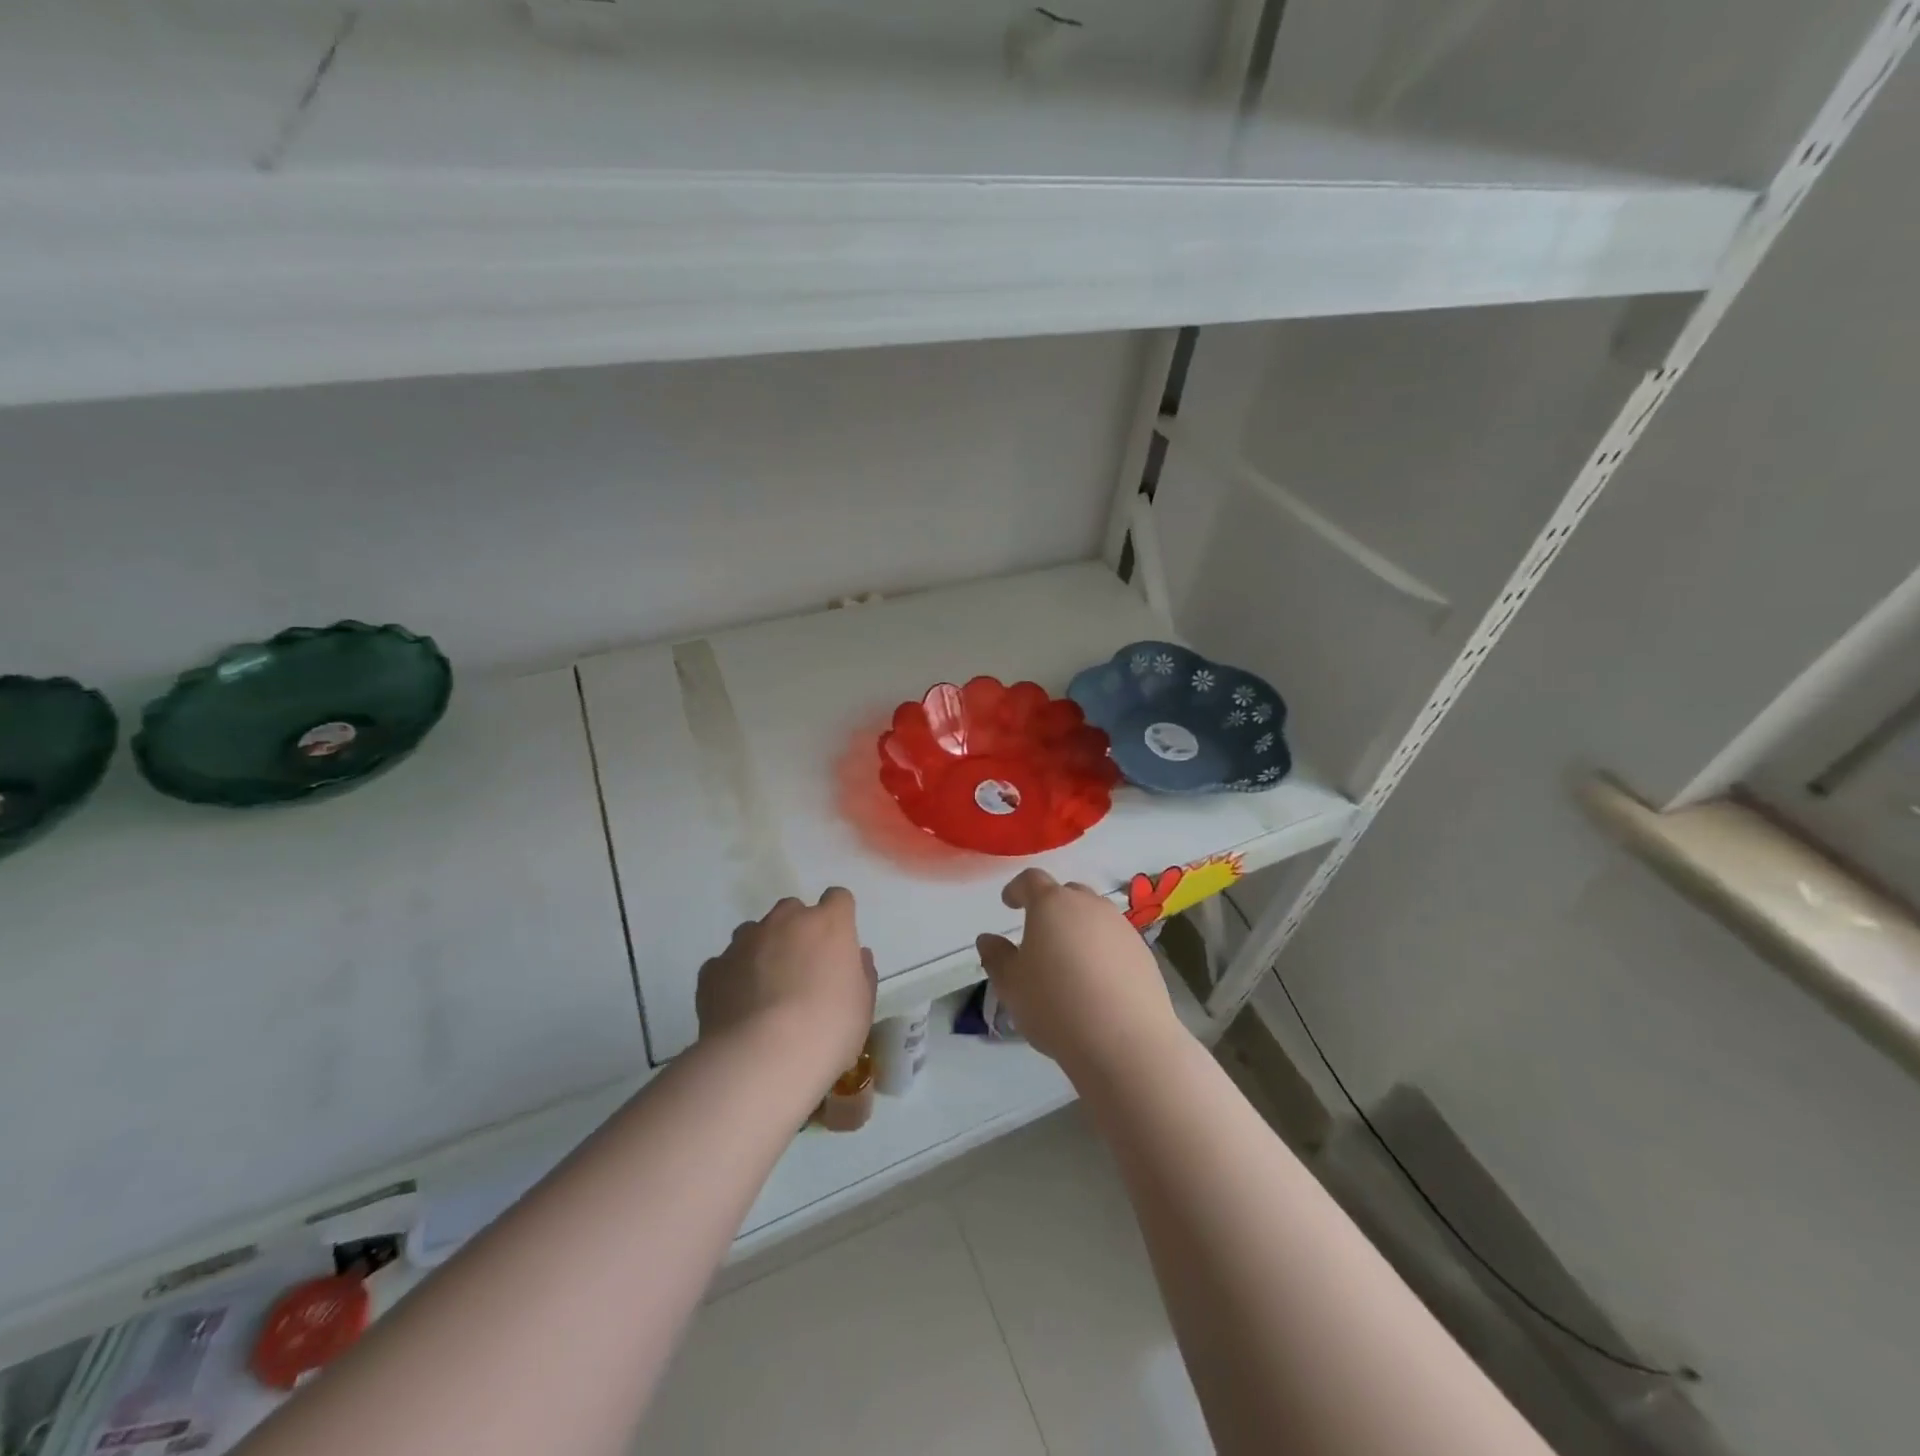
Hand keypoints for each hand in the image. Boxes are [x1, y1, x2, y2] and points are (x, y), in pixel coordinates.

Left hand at [696, 888, 877, 1088]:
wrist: (762, 1058)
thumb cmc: (828, 1029)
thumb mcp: (863, 1006)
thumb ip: (861, 973)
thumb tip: (855, 956)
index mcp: (828, 924)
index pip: (838, 898)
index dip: (838, 917)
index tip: (839, 944)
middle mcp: (785, 921)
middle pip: (793, 910)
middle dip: (798, 931)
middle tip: (803, 970)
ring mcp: (744, 942)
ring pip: (755, 933)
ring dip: (763, 950)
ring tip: (766, 991)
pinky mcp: (713, 968)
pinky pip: (726, 964)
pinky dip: (733, 978)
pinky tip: (739, 1010)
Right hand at [975, 869, 1181, 1075]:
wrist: (1124, 1040)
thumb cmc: (1055, 1005)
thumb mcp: (1011, 985)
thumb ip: (996, 957)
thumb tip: (988, 939)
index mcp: (1051, 904)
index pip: (1031, 880)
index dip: (1017, 889)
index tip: (1008, 903)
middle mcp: (1088, 905)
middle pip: (1067, 893)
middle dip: (1051, 907)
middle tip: (1039, 934)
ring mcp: (1121, 926)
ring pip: (1094, 916)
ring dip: (1078, 928)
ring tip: (1069, 961)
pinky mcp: (1143, 952)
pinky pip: (1114, 940)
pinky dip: (1102, 950)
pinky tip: (1097, 981)